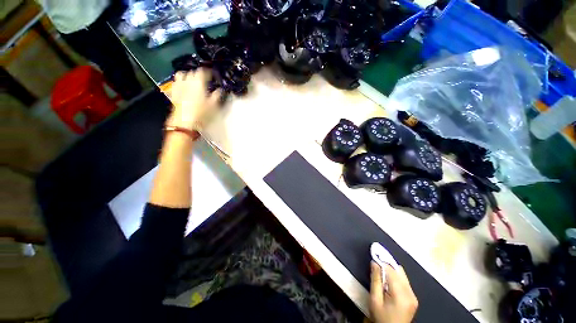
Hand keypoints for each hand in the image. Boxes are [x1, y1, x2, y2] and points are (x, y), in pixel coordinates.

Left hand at [166, 69, 221, 130]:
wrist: (185, 123)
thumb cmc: (201, 114)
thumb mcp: (213, 106)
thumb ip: (216, 96)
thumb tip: (220, 90)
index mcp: (198, 83)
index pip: (202, 72)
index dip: (208, 72)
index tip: (212, 74)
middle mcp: (187, 82)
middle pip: (192, 72)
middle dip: (198, 73)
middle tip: (204, 79)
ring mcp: (179, 87)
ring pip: (181, 74)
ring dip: (187, 75)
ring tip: (192, 79)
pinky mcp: (173, 93)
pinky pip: (175, 83)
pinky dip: (179, 82)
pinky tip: (183, 86)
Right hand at [369, 261, 417, 322]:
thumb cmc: (381, 317)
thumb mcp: (375, 300)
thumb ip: (375, 280)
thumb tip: (374, 262)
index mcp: (401, 295)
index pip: (391, 271)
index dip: (382, 261)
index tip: (374, 254)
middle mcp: (410, 293)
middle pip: (399, 271)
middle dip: (387, 265)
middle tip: (376, 263)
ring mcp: (413, 296)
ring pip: (402, 274)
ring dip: (391, 271)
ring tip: (381, 274)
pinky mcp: (413, 298)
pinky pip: (404, 281)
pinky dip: (395, 277)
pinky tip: (388, 282)